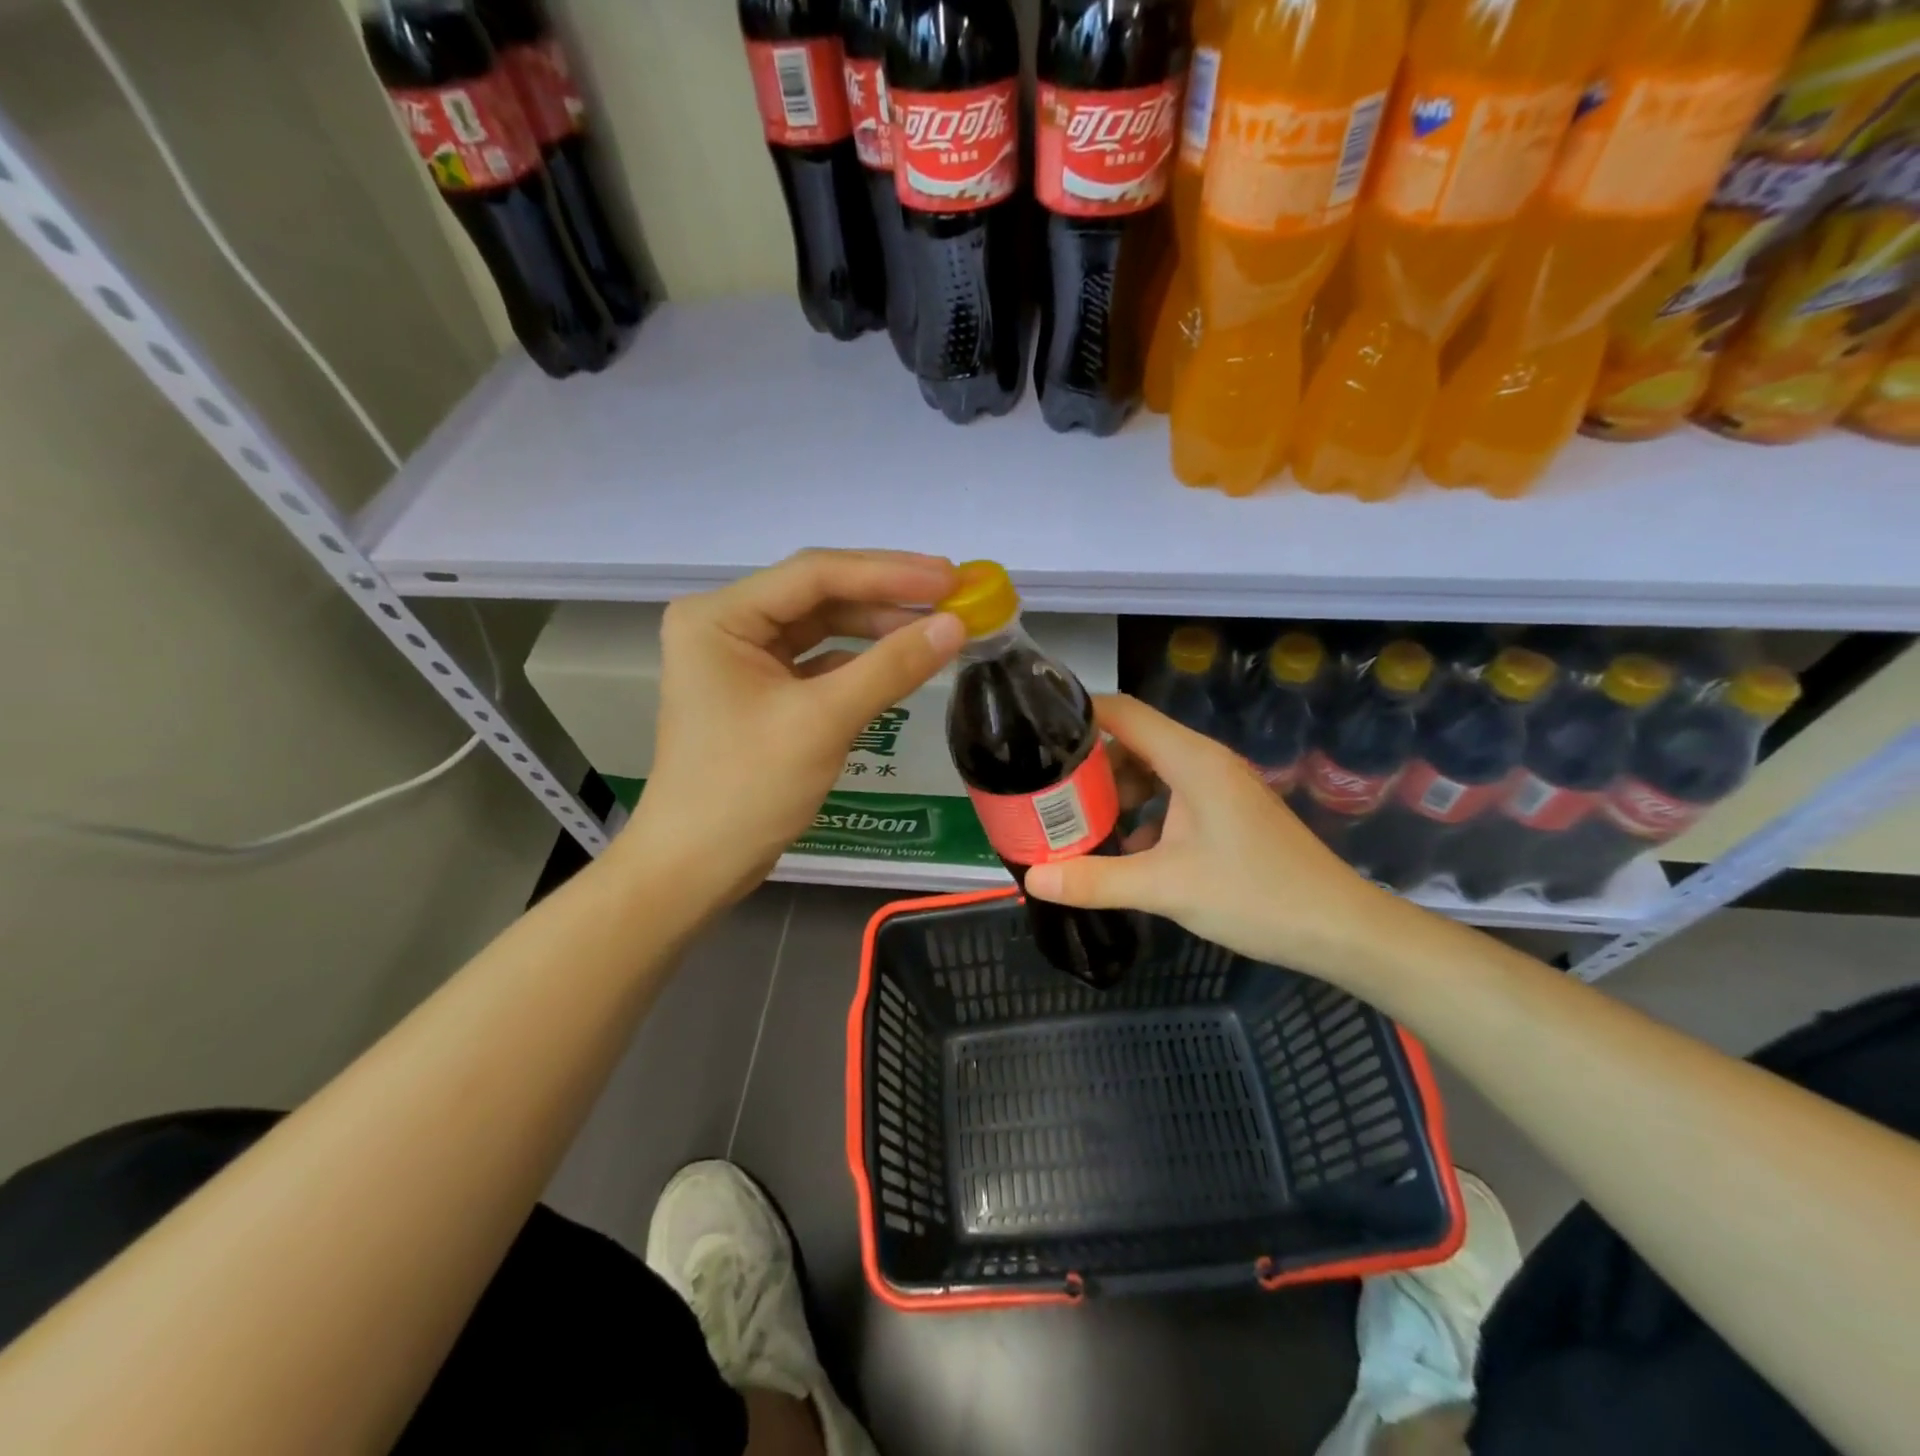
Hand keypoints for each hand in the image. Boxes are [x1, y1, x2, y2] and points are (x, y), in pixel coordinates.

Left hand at [621, 549, 963, 906]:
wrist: (696, 866)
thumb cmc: (747, 788)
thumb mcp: (823, 722)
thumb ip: (891, 667)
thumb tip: (956, 625)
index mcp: (720, 617)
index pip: (815, 575)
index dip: (889, 572)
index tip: (950, 577)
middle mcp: (727, 625)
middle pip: (820, 595)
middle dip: (887, 597)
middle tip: (954, 596)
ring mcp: (743, 658)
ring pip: (823, 627)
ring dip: (878, 628)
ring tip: (939, 626)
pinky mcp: (761, 691)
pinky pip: (820, 662)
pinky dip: (861, 662)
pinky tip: (902, 661)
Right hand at [1024, 694, 1399, 981]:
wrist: (1339, 929)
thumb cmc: (1255, 896)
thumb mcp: (1166, 888)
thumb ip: (1095, 879)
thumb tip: (1032, 878)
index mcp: (1191, 759)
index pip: (1122, 712)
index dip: (1077, 715)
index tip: (1034, 736)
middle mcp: (1204, 761)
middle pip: (1132, 742)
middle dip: (1089, 766)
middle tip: (1048, 793)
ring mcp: (1218, 787)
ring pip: (1152, 772)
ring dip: (1116, 793)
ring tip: (1080, 824)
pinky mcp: (1226, 812)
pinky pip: (1172, 797)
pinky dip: (1143, 814)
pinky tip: (1126, 851)